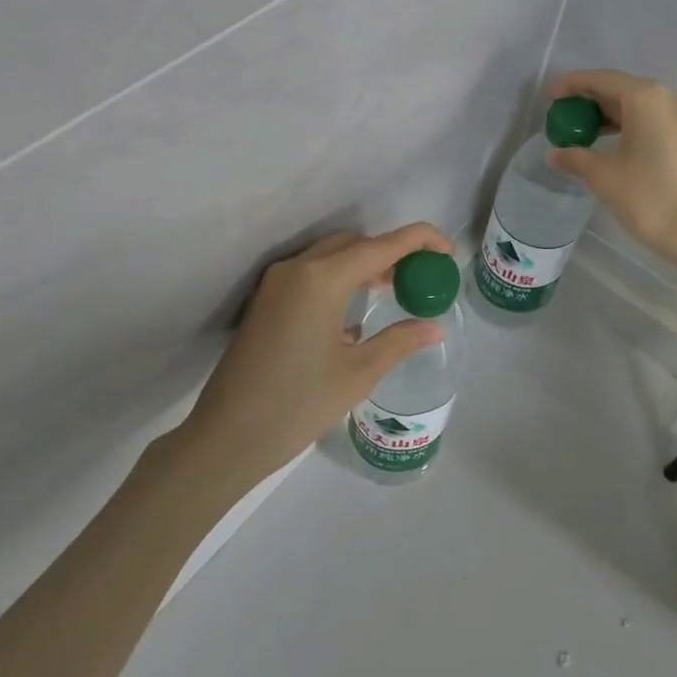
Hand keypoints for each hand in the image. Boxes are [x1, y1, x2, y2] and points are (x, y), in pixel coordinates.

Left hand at [173, 224, 454, 493]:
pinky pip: (311, 274)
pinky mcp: (266, 301)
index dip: (420, 241)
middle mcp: (297, 268)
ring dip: (364, 265)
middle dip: (391, 253)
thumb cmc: (299, 404)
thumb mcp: (359, 373)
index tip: (447, 252)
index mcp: (322, 278)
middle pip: (355, 243)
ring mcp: (276, 283)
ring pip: (331, 256)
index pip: (382, 245)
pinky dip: (340, 279)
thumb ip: (400, 341)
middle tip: (418, 279)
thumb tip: (436, 327)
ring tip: (392, 292)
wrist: (228, 435)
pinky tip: (354, 314)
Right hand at [546, 70, 676, 267]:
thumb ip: (575, 158)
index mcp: (647, 98)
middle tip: (564, 117)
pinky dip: (632, 126)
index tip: (549, 97)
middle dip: (591, 102)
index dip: (572, 85)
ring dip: (611, 116)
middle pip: (622, 90)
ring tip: (584, 134)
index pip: (602, 80)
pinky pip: (657, 121)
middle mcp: (671, 97)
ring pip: (641, 107)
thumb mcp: (604, 176)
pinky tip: (614, 145)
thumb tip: (556, 154)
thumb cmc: (650, 198)